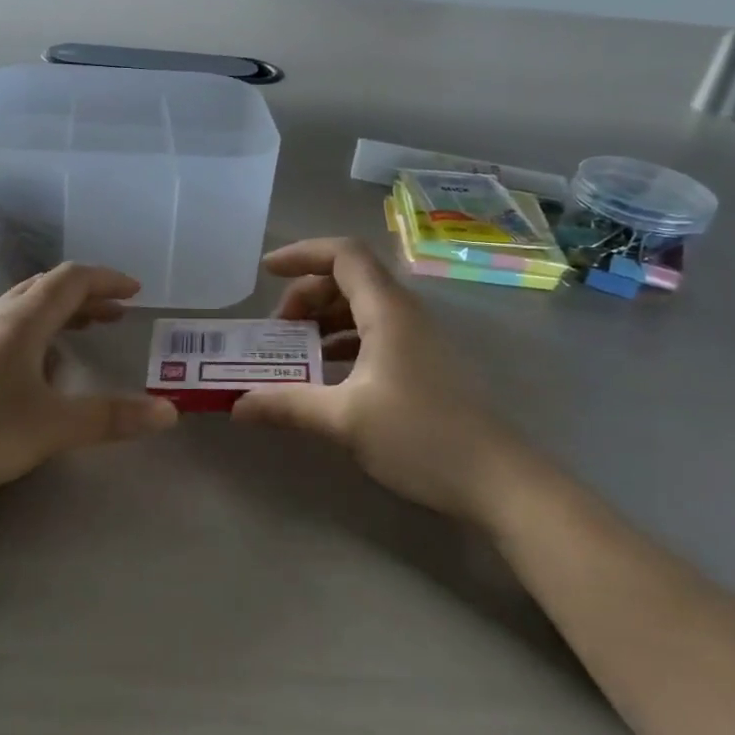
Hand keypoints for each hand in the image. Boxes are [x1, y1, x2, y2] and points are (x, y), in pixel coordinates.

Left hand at [0, 264, 177, 505]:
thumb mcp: (54, 427)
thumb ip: (113, 417)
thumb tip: (170, 413)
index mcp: (22, 320)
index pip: (71, 279)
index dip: (107, 280)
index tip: (136, 292)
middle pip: (47, 287)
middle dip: (87, 295)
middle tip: (118, 312)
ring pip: (23, 306)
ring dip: (60, 310)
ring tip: (86, 329)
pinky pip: (6, 327)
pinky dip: (36, 329)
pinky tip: (39, 365)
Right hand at [230, 239, 521, 521]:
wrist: (498, 480)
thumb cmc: (420, 437)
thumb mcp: (344, 420)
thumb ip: (288, 405)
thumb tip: (237, 406)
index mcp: (387, 310)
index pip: (342, 254)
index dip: (301, 255)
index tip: (265, 273)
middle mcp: (404, 313)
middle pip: (349, 278)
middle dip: (306, 294)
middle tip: (277, 330)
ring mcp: (418, 338)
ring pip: (362, 307)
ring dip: (324, 320)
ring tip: (294, 352)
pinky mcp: (424, 363)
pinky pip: (375, 333)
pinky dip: (343, 342)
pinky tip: (326, 375)